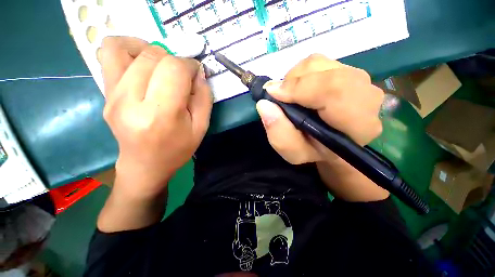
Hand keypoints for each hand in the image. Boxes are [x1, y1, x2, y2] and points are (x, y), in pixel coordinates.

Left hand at [101, 36, 212, 198]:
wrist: (145, 164)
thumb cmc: (177, 149)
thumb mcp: (201, 127)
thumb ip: (204, 98)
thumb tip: (199, 73)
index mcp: (161, 114)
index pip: (173, 70)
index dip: (189, 65)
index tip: (196, 73)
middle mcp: (130, 101)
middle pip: (152, 56)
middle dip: (174, 59)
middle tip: (181, 75)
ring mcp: (112, 96)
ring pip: (125, 48)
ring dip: (150, 50)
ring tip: (161, 65)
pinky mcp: (104, 94)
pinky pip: (108, 55)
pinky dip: (127, 49)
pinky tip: (141, 62)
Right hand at [256, 54, 388, 200]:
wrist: (331, 144)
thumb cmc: (313, 151)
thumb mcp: (293, 152)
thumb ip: (279, 133)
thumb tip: (264, 104)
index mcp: (357, 124)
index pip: (335, 91)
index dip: (300, 88)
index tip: (273, 94)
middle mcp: (366, 97)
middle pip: (327, 72)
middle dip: (295, 82)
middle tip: (280, 97)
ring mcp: (359, 81)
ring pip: (321, 64)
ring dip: (296, 78)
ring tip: (290, 96)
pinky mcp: (348, 71)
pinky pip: (319, 62)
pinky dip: (301, 74)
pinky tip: (299, 90)